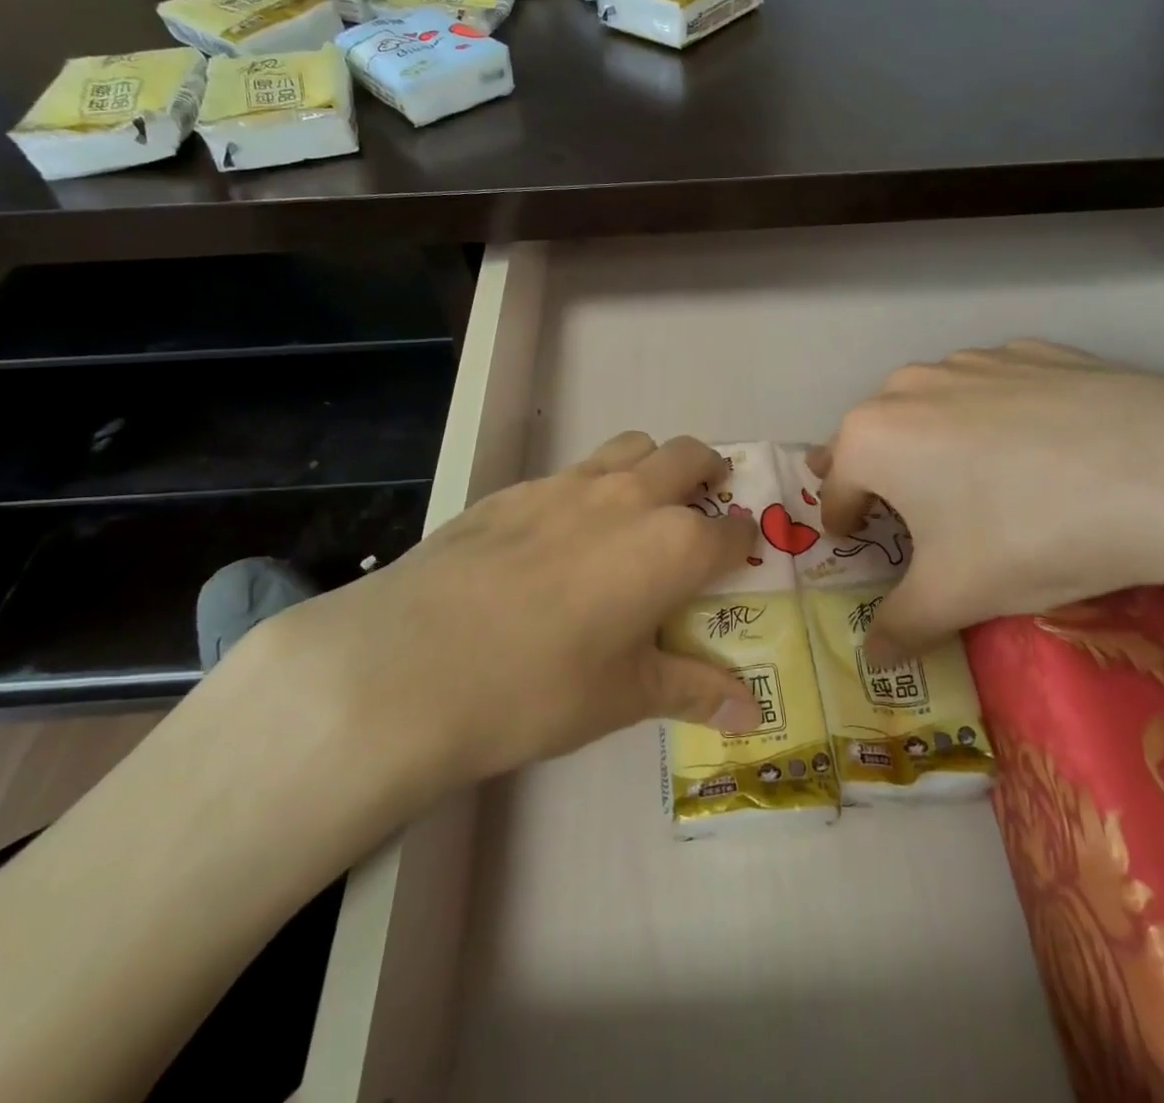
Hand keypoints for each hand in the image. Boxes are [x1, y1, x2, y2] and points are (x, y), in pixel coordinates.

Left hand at [226, 432, 757, 844]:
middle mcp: (630, 498)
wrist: (413, 662)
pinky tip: (560, 535)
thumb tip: (751, 717)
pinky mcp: (516, 487)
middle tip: (702, 506)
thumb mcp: (623, 696)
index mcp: (673, 546)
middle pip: (689, 456)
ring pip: (631, 446)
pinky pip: (573, 471)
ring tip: (637, 509)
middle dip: (708, 473)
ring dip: (651, 466)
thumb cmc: (538, 689)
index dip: (742, 542)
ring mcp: (568, 484)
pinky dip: (591, 487)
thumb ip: (693, 691)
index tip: (738, 556)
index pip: (731, 530)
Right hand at [814, 339, 1163, 660]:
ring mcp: (970, 361)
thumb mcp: (956, 596)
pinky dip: (994, 414)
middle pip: (875, 439)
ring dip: (934, 441)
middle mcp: (906, 387)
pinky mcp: (1029, 351)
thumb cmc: (1028, 534)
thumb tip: (874, 660)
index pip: (835, 490)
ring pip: (931, 407)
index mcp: (870, 438)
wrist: (1163, 469)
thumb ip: (901, 627)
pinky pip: (991, 387)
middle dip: (881, 476)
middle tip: (907, 512)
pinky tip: (1038, 445)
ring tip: (977, 479)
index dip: (845, 524)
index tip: (861, 544)